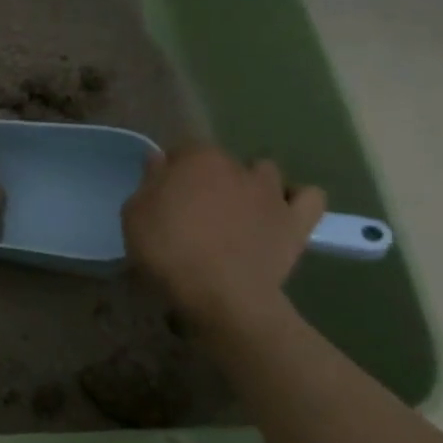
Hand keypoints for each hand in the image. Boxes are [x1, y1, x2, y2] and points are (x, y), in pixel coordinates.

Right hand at [122, 144, 325, 328]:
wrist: (219, 293)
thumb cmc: (167, 251)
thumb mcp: (134, 216)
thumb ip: (148, 183)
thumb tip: (160, 162)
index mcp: (196, 160)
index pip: (182, 149)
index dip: (171, 169)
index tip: (161, 192)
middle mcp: (237, 167)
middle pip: (221, 161)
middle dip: (209, 177)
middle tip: (194, 208)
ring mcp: (272, 192)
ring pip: (264, 172)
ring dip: (251, 184)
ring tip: (237, 210)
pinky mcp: (297, 220)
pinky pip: (308, 197)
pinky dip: (296, 199)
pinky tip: (280, 211)